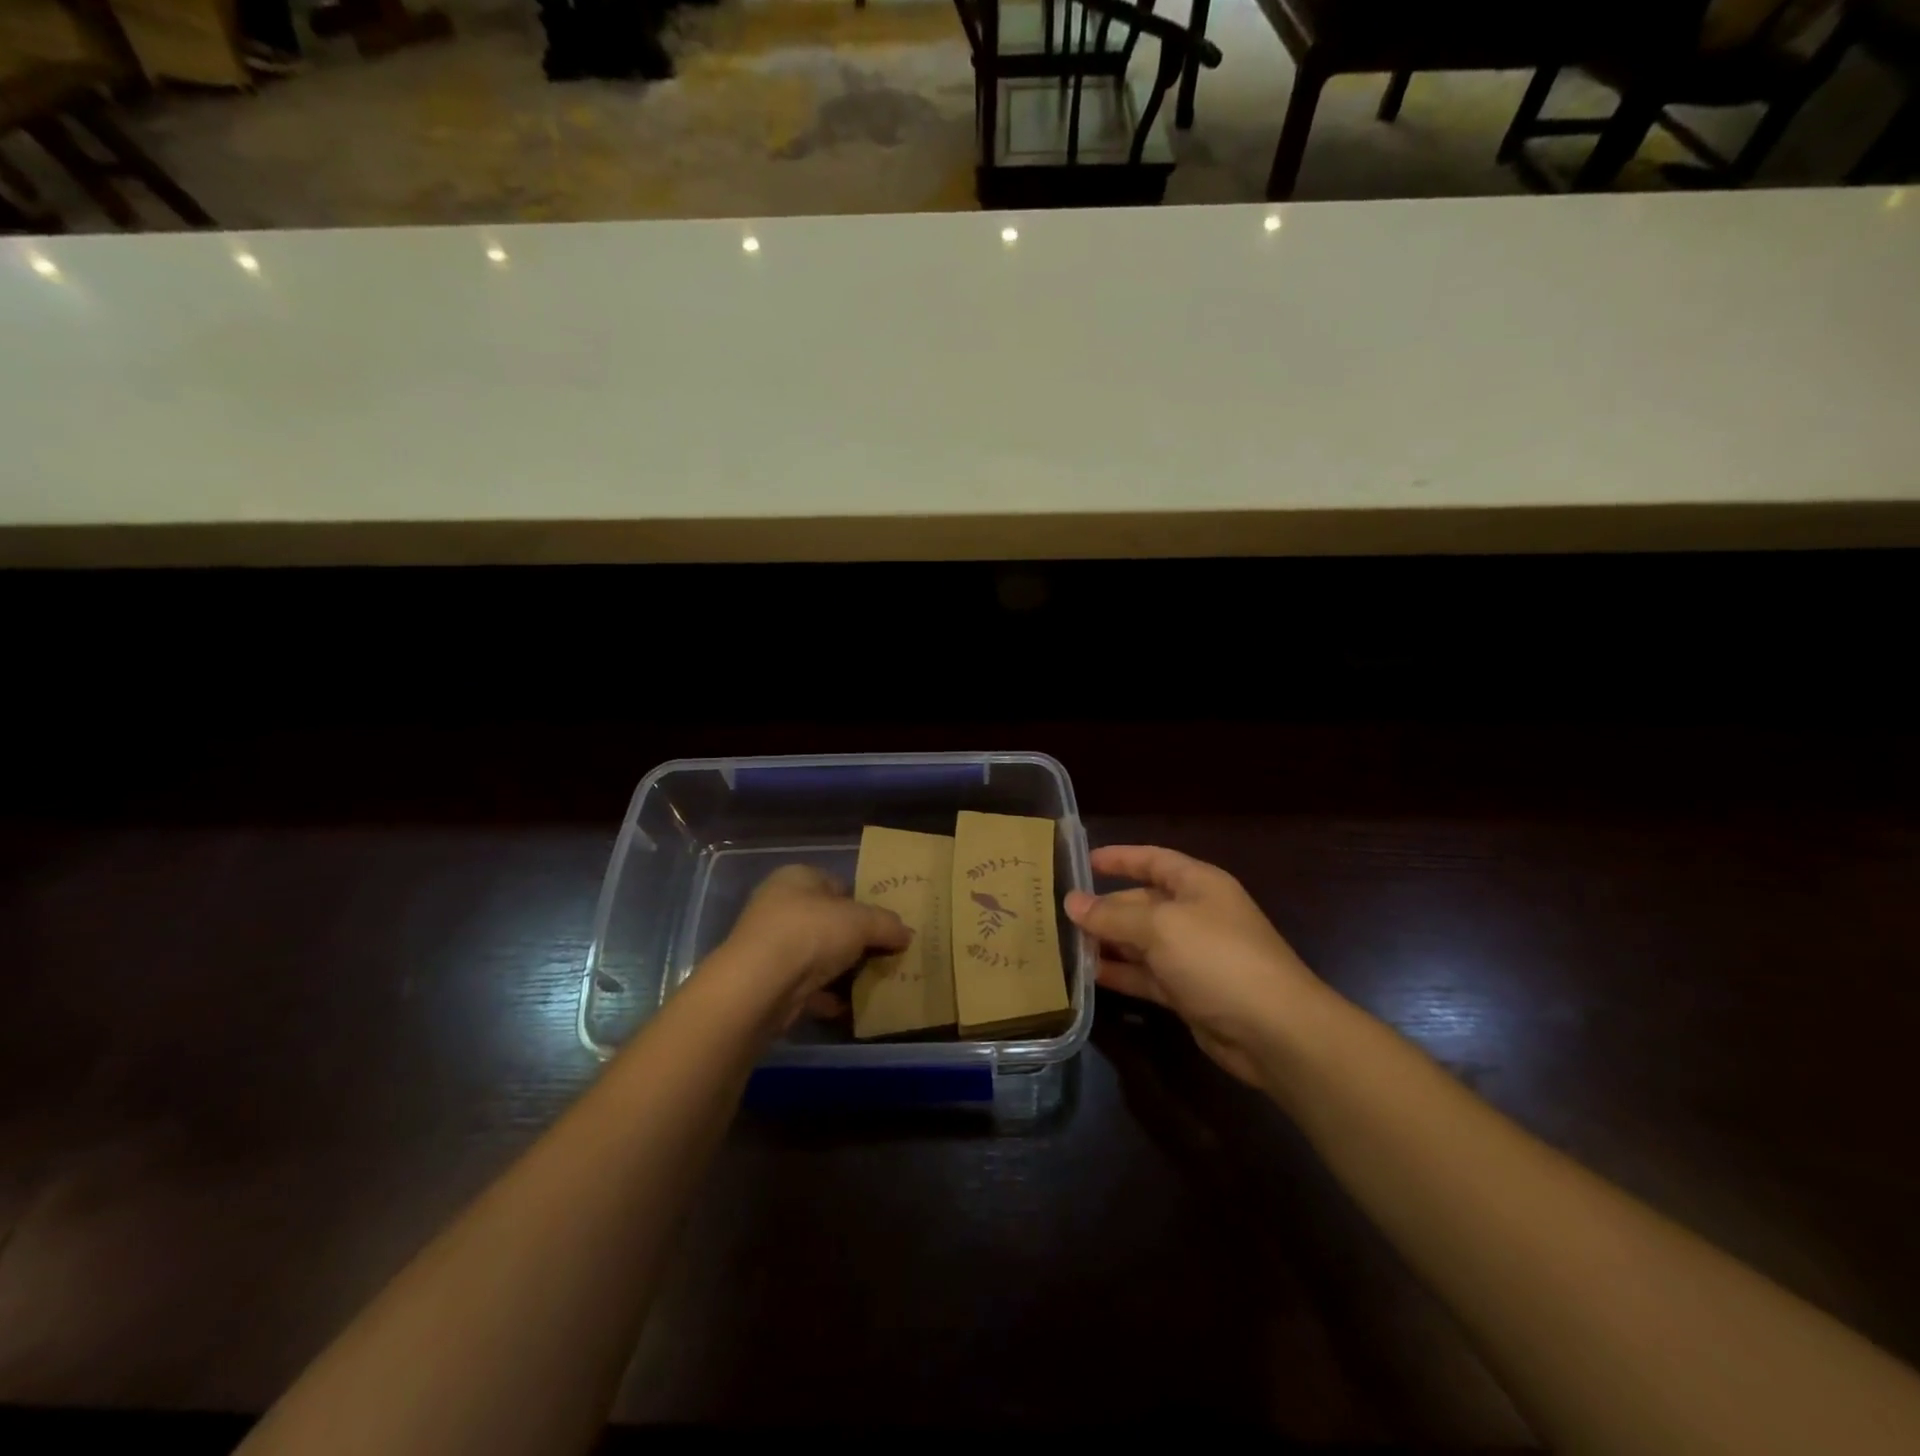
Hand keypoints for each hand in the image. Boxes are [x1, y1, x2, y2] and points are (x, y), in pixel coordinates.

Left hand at [722, 865, 910, 1025]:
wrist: (760, 985)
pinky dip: (825, 995)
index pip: (837, 884)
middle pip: (827, 921)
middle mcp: (779, 905)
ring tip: (871, 983)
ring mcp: (770, 945)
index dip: (863, 903)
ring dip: (841, 970)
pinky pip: (805, 985)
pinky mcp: (767, 980)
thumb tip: (907, 934)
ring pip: (816, 955)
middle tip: (882, 955)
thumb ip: (887, 925)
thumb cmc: (811, 932)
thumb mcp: (862, 922)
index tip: (884, 926)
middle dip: (854, 940)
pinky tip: (847, 1006)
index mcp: (797, 877)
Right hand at [1065, 845, 1326, 1088]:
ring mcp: (1191, 955)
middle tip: (1057, 913)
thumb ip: (1112, 915)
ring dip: (1106, 942)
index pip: (1152, 859)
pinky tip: (1087, 975)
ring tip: (1062, 944)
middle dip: (1103, 907)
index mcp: (1197, 884)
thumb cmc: (1217, 958)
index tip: (1082, 861)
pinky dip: (1120, 973)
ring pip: (1139, 941)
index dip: (1119, 858)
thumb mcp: (1160, 927)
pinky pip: (1145, 974)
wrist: (1274, 1031)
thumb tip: (1071, 902)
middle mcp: (1194, 914)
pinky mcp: (1187, 992)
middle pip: (1140, 902)